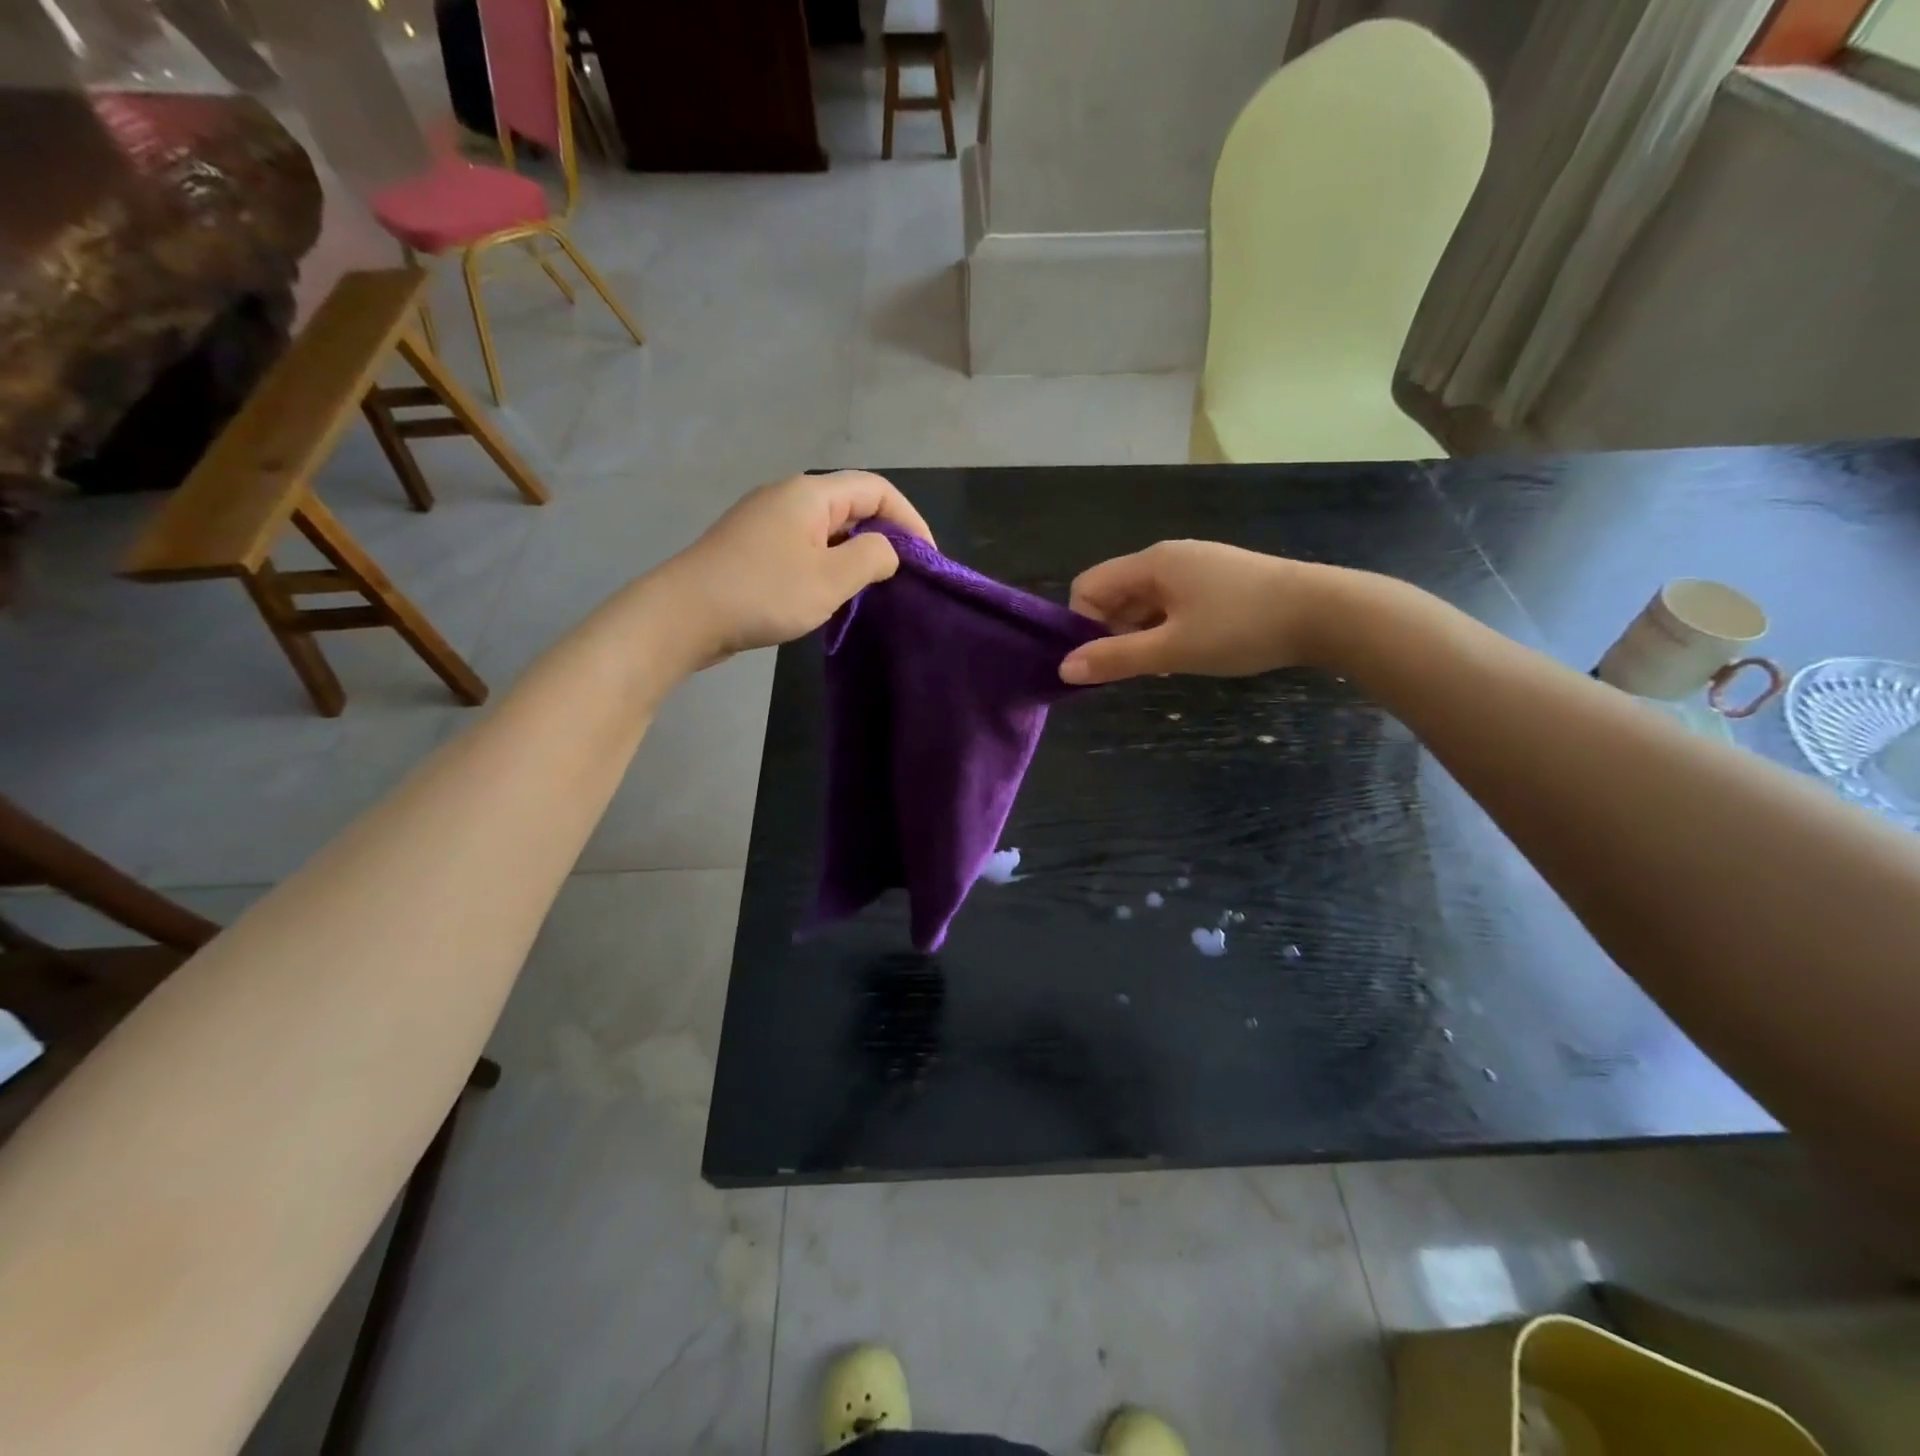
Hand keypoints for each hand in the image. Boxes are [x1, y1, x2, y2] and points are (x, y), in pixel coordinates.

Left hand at [658, 471, 933, 663]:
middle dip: (885, 535)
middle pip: (852, 504)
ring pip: (828, 528)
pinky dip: (828, 562)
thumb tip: (887, 550)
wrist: (683, 615)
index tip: (927, 558)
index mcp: (811, 493)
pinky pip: (804, 545)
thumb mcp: (831, 579)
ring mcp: (766, 520)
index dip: (910, 519)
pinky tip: (830, 593)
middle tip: (904, 574)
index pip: (877, 489)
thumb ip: (872, 558)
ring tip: (873, 587)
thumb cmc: (763, 593)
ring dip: (855, 552)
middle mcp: (789, 496)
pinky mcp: (752, 546)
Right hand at [1059, 540, 1331, 684]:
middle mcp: (1168, 557)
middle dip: (1112, 633)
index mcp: (1151, 563)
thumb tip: (1063, 668)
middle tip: (1135, 669)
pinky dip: (1167, 629)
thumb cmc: (1241, 628)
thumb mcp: (1173, 648)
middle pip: (1115, 594)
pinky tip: (1188, 652)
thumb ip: (1116, 658)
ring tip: (1164, 665)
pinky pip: (1172, 604)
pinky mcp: (1218, 581)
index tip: (1103, 661)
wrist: (1325, 612)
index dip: (1083, 625)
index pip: (1088, 587)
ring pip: (1145, 602)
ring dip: (1141, 635)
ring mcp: (1196, 567)